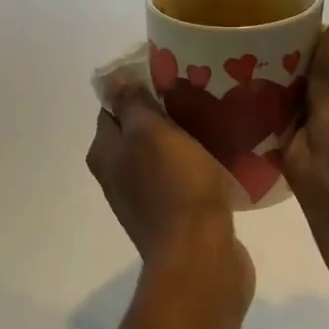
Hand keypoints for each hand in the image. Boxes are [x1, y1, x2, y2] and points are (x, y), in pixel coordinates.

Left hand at [87, 80, 253, 298]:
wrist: (201, 256)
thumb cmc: (175, 189)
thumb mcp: (151, 134)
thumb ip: (132, 104)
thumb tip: (114, 78)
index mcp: (106, 155)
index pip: (112, 108)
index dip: (137, 86)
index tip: (172, 72)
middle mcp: (119, 178)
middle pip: (138, 133)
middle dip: (165, 113)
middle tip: (200, 94)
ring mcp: (147, 201)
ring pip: (163, 157)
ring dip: (185, 140)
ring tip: (217, 121)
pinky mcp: (176, 219)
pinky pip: (184, 182)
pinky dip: (198, 168)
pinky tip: (223, 157)